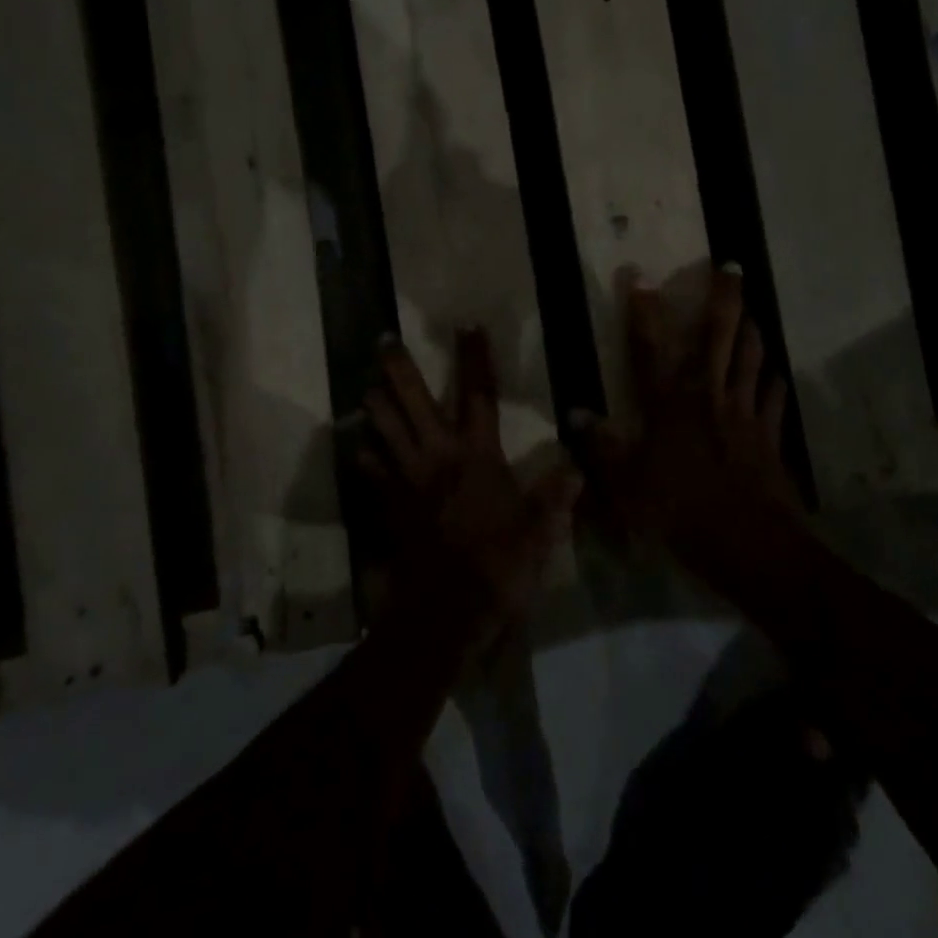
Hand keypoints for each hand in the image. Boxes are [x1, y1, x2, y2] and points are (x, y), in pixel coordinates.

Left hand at [354, 328, 581, 637]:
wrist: (446, 611)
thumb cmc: (499, 565)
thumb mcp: (539, 531)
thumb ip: (555, 496)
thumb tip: (576, 468)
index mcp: (478, 455)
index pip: (479, 395)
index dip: (475, 358)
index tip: (467, 325)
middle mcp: (437, 457)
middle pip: (413, 402)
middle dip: (398, 369)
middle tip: (383, 341)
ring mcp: (407, 481)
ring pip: (383, 431)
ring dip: (375, 406)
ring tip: (367, 386)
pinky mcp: (388, 507)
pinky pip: (371, 473)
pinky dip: (366, 457)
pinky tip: (361, 447)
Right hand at [579, 266, 803, 592]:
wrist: (749, 544)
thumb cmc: (680, 513)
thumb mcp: (625, 487)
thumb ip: (600, 448)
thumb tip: (575, 413)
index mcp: (669, 406)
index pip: (651, 348)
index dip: (644, 311)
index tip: (641, 277)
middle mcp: (709, 398)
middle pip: (719, 337)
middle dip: (724, 298)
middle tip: (731, 266)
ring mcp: (744, 414)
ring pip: (751, 359)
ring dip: (752, 329)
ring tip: (752, 307)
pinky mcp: (769, 436)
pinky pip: (773, 398)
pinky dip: (773, 381)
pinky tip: (775, 372)